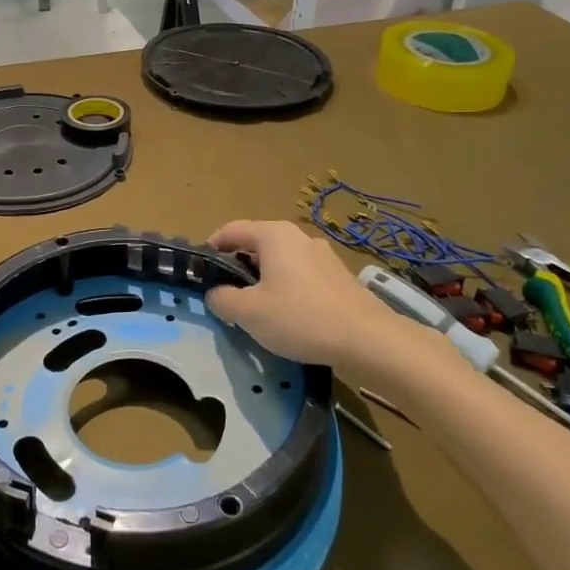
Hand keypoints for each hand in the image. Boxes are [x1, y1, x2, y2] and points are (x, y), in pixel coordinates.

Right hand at [206, 220, 397, 376]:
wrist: (367, 339)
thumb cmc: (300, 318)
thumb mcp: (249, 313)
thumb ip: (223, 299)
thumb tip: (215, 293)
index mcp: (273, 235)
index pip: (231, 230)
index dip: (211, 248)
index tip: (201, 272)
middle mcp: (298, 236)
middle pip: (256, 245)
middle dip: (237, 266)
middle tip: (226, 294)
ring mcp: (322, 255)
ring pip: (280, 261)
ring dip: (263, 279)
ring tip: (256, 309)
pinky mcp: (338, 277)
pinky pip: (300, 275)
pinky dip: (286, 288)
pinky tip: (288, 316)